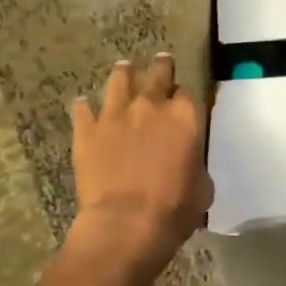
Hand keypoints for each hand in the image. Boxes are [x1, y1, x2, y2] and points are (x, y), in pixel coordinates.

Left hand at [68, 54, 212, 277]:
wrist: (125, 224)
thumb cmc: (174, 209)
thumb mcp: (202, 187)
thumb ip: (195, 164)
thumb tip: (189, 163)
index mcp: (185, 117)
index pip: (187, 93)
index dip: (184, 95)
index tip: (182, 99)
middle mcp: (151, 106)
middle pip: (157, 74)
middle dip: (160, 67)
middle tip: (161, 61)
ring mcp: (115, 115)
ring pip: (119, 80)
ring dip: (124, 73)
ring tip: (124, 67)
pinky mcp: (87, 131)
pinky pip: (83, 109)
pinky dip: (84, 106)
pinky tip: (83, 104)